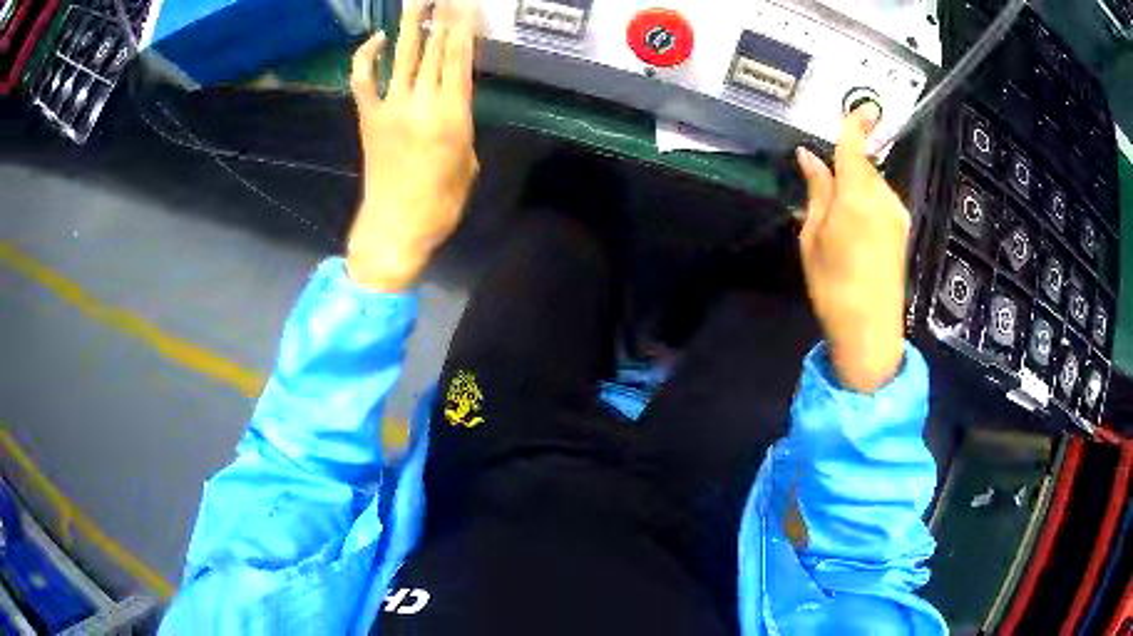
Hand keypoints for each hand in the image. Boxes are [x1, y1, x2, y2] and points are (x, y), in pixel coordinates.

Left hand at [346, 0, 479, 291]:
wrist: (394, 228)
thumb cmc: (439, 204)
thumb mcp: (467, 164)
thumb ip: (461, 127)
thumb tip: (452, 106)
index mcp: (452, 116)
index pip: (458, 59)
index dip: (463, 28)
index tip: (466, 5)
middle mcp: (421, 104)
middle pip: (432, 50)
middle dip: (442, 17)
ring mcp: (390, 109)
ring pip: (401, 56)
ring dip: (409, 25)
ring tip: (416, 0)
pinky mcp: (368, 118)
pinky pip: (364, 81)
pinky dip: (367, 58)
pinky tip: (376, 39)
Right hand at [797, 104, 909, 392]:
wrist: (870, 330)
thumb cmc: (833, 285)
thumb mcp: (813, 237)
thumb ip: (817, 191)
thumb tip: (809, 156)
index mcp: (856, 196)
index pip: (855, 147)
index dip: (855, 123)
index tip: (861, 104)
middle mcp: (883, 198)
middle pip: (863, 165)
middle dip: (846, 165)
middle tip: (822, 185)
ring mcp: (897, 214)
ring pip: (873, 183)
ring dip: (855, 186)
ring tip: (837, 218)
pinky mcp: (902, 229)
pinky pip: (882, 201)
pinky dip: (867, 201)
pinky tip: (854, 229)